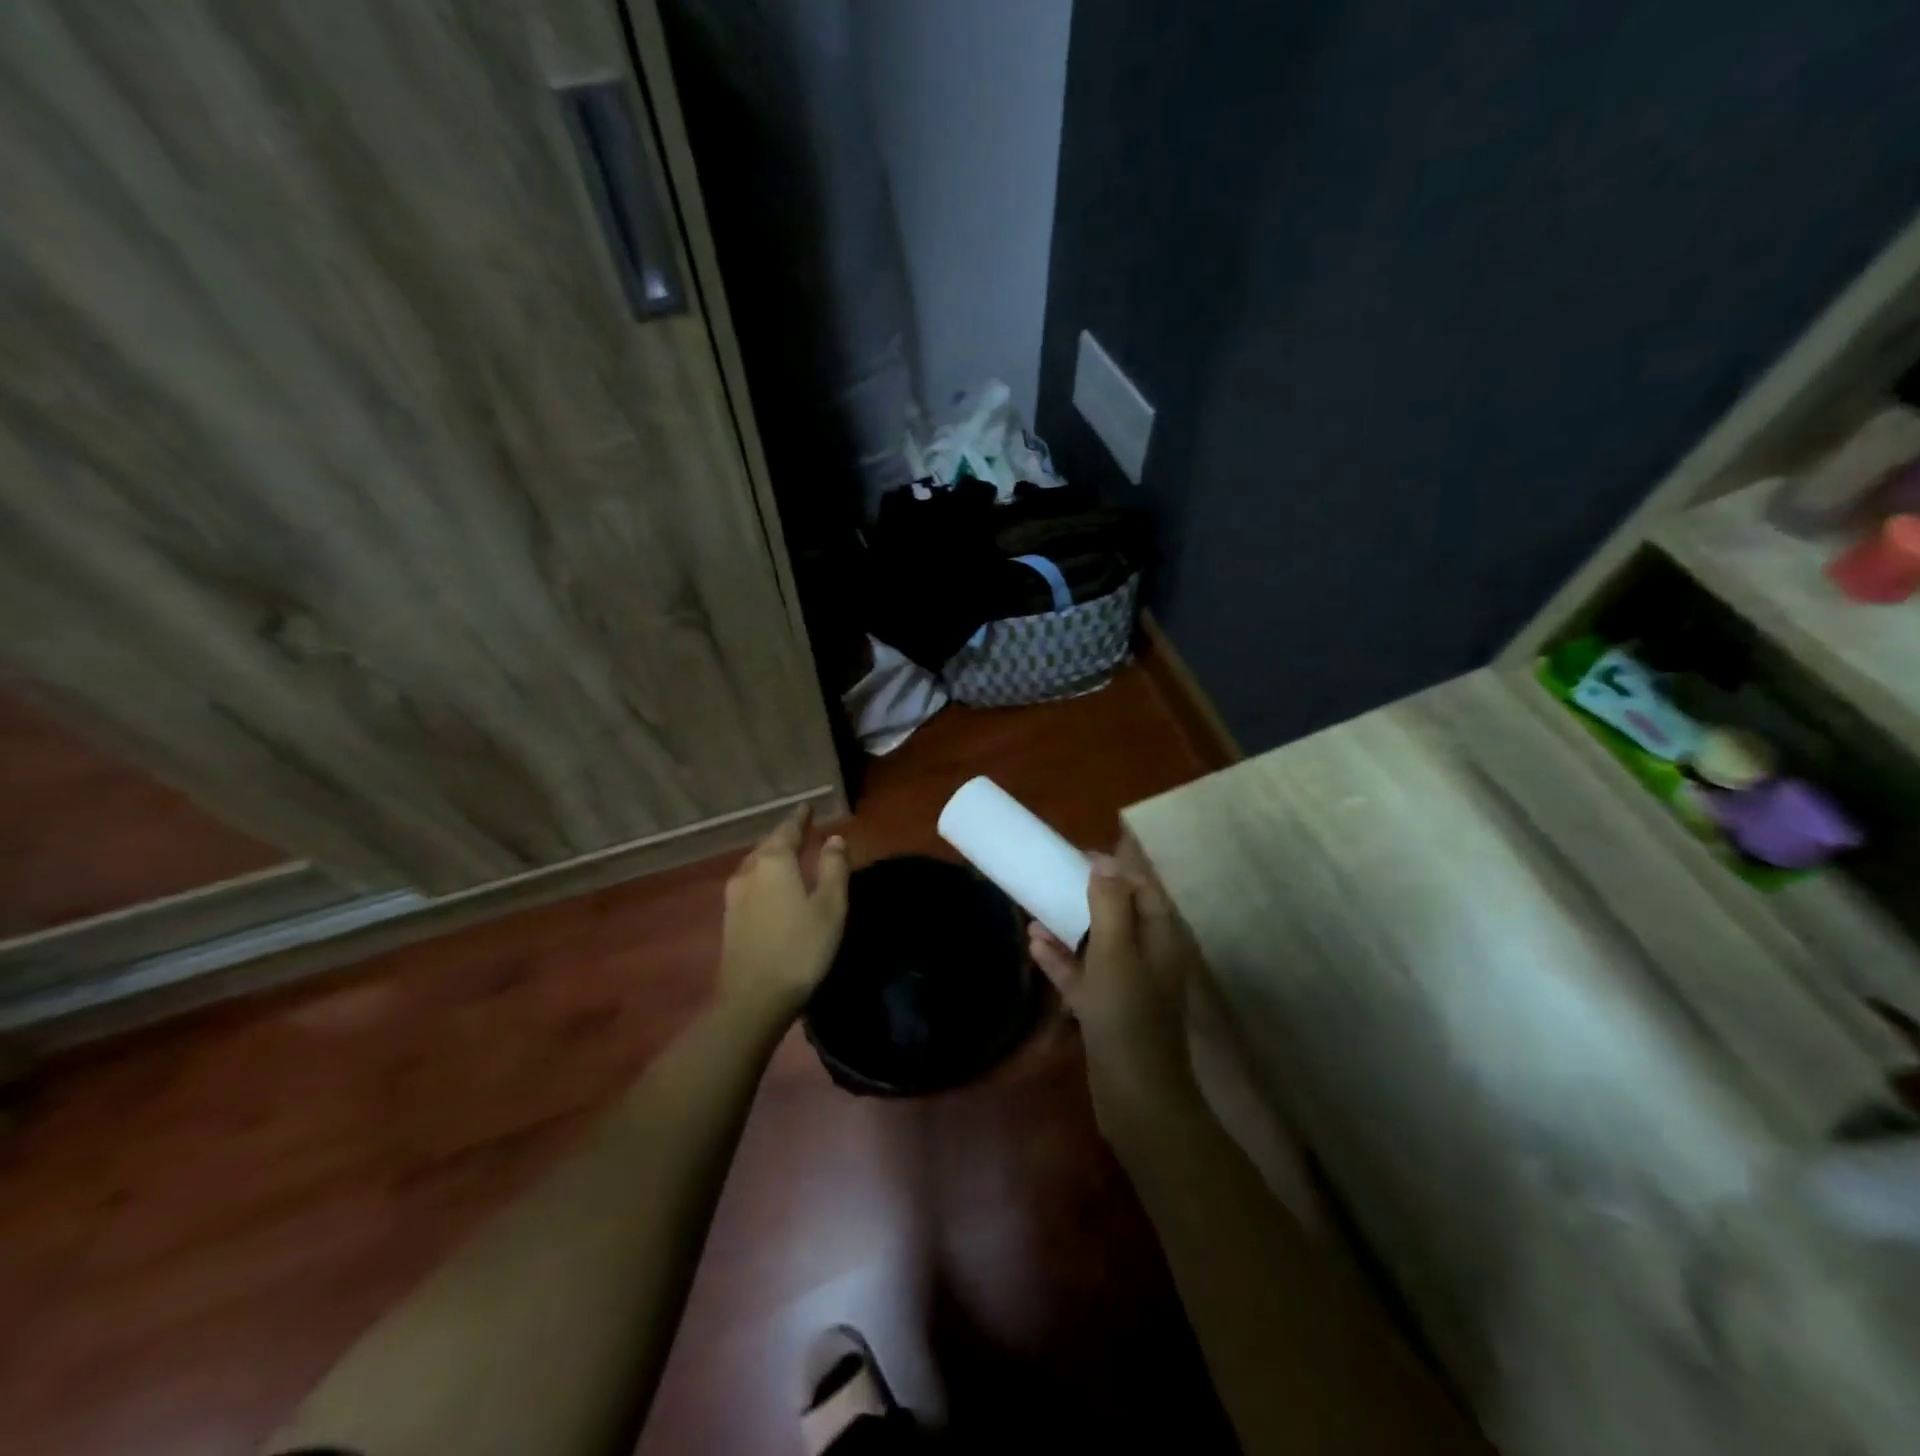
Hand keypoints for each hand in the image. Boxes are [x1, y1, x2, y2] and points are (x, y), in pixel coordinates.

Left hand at [719, 806, 850, 1022]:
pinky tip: (771, 884)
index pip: (788, 829)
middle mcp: (749, 870)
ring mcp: (734, 895)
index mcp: (774, 861)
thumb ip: (834, 868)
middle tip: (801, 828)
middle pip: (768, 844)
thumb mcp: (830, 906)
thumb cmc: (801, 947)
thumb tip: (835, 838)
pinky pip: (750, 881)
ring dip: (772, 854)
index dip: (800, 818)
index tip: (808, 806)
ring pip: (756, 863)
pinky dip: (764, 874)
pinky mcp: (730, 917)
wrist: (754, 998)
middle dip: (785, 834)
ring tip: (787, 853)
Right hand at [1028, 847, 1202, 1128]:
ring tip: (1035, 906)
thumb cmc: (1128, 1015)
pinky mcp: (1107, 1008)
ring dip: (1070, 923)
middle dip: (1089, 892)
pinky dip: (1062, 958)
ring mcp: (1127, 983)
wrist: (1136, 1097)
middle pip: (1119, 911)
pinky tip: (1034, 944)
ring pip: (1098, 941)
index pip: (1142, 887)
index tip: (1080, 853)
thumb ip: (1110, 904)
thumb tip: (1103, 862)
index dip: (1116, 866)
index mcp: (1160, 937)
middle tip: (1054, 875)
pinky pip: (1083, 973)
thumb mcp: (1116, 952)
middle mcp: (1148, 955)